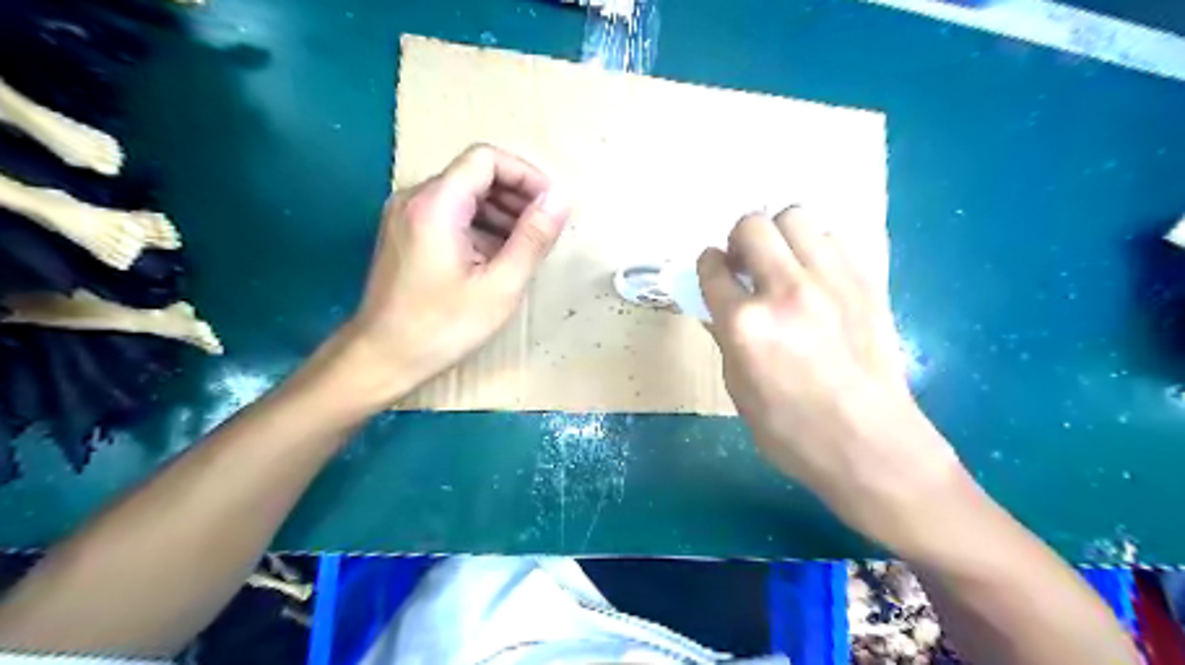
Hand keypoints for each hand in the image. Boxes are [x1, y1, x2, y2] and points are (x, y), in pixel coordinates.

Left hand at [327, 144, 569, 405]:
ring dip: (500, 213)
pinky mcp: (405, 234)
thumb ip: (533, 237)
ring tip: (525, 247)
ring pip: (463, 195)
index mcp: (436, 204)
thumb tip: (561, 197)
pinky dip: (479, 227)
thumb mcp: (500, 285)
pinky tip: (496, 258)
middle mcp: (415, 198)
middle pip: (475, 174)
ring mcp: (406, 216)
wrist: (382, 357)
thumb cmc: (443, 326)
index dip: (526, 176)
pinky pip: (449, 215)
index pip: (486, 159)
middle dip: (516, 196)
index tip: (551, 206)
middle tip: (544, 231)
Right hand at [696, 204, 965, 539]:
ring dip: (780, 235)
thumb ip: (726, 339)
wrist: (871, 445)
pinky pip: (834, 238)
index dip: (707, 265)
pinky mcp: (865, 282)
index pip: (712, 267)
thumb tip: (720, 309)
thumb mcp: (739, 390)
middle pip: (752, 225)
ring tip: (782, 263)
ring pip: (796, 216)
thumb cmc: (793, 432)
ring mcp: (830, 281)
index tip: (714, 272)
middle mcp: (784, 291)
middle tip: (745, 264)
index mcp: (745, 325)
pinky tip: (816, 276)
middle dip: (739, 239)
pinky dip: (816, 248)